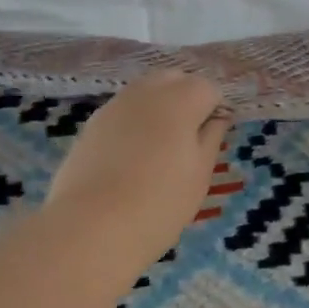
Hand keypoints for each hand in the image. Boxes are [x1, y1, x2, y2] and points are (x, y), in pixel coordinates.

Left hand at [47, 70, 230, 265]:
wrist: (90, 228)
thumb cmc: (159, 204)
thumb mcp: (199, 175)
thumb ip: (211, 138)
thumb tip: (218, 118)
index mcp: (180, 100)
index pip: (208, 88)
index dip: (215, 110)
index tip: (212, 139)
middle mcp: (146, 92)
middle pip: (173, 80)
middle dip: (186, 99)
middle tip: (189, 139)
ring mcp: (114, 106)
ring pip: (144, 92)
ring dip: (158, 109)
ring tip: (160, 149)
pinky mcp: (91, 124)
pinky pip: (122, 112)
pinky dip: (133, 124)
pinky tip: (131, 157)